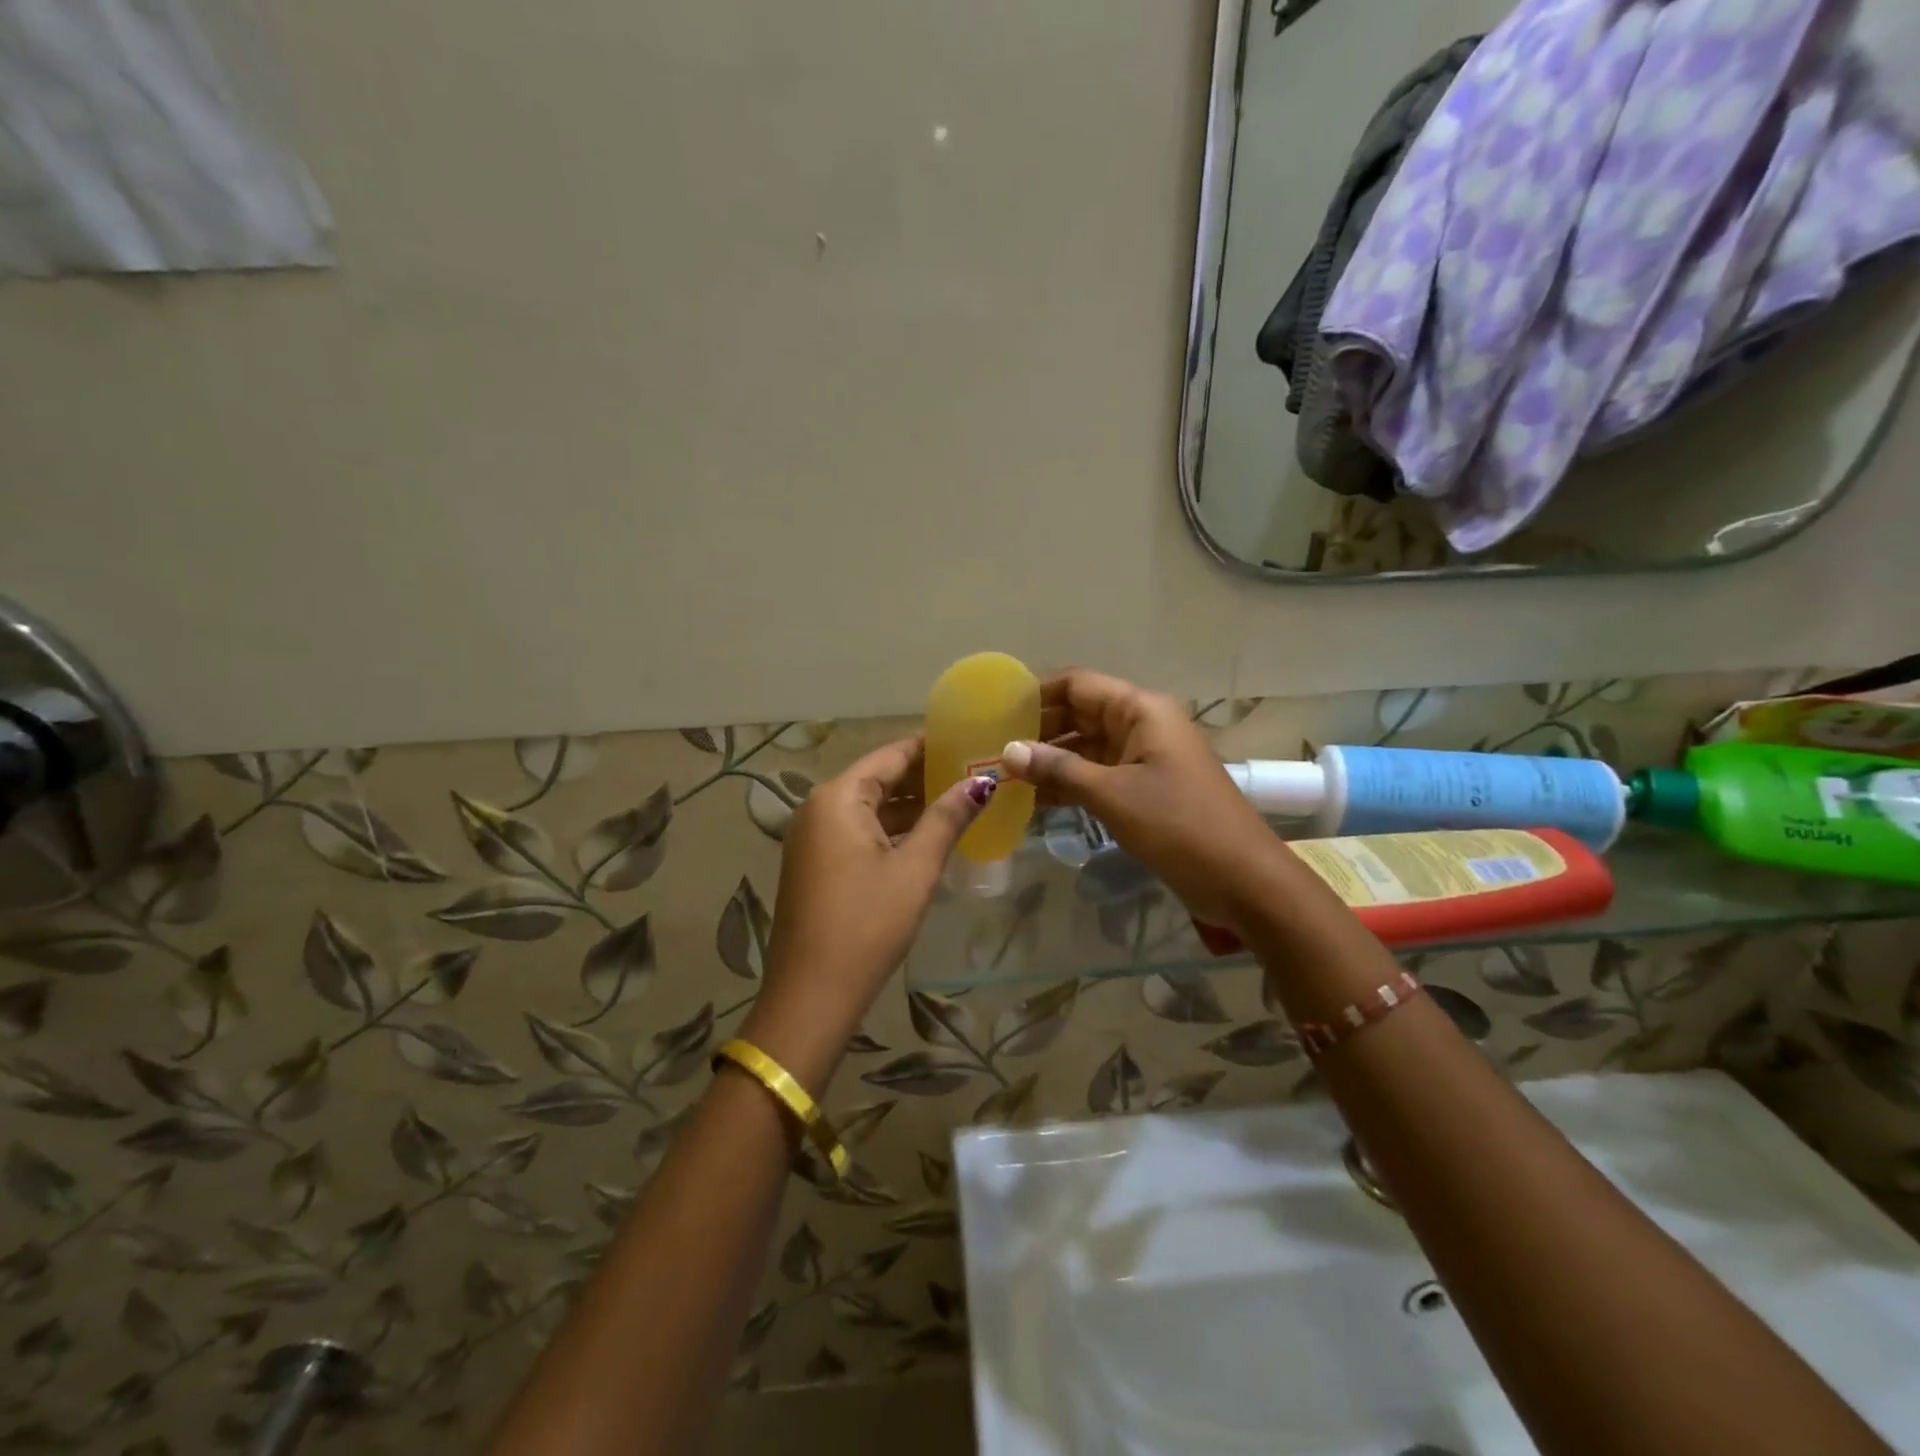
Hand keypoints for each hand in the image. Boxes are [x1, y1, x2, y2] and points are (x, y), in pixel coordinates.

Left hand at [740, 737, 992, 1087]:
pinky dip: (891, 829)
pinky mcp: (815, 864)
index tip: (969, 740)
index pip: (891, 755)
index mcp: (837, 798)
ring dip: (910, 805)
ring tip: (960, 799)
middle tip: (973, 771)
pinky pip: (858, 831)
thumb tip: (983, 782)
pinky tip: (926, 835)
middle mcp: (818, 808)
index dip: (930, 746)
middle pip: (878, 779)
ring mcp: (813, 837)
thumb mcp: (915, 868)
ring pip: (868, 807)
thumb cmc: (867, 924)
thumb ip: (947, 818)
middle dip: (924, 776)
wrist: (811, 995)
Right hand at [1003, 670, 1284, 930]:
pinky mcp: (1143, 788)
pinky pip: (1097, 775)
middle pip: (1079, 714)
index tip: (995, 711)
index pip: (1078, 684)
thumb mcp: (1114, 795)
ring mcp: (1143, 758)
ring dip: (1049, 761)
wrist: (1243, 880)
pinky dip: (1068, 784)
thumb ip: (1059, 769)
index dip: (1036, 694)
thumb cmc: (1180, 826)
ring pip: (1085, 748)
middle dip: (1037, 730)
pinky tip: (1032, 799)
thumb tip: (1007, 751)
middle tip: (989, 748)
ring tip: (1002, 776)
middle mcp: (1141, 725)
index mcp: (1141, 710)